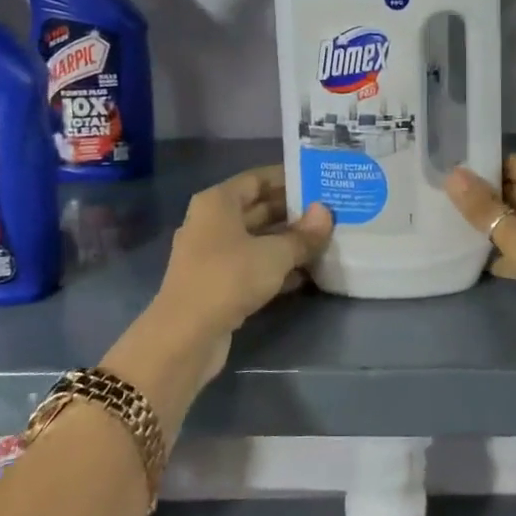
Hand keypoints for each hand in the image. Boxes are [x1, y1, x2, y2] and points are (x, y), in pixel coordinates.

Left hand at [158, 165, 333, 344]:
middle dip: (293, 212)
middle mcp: (211, 222)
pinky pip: (252, 265)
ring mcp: (212, 255)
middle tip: (329, 212)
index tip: (318, 181)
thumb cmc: (228, 278)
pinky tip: (306, 274)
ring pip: (256, 239)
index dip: (288, 179)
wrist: (185, 337)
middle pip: (257, 209)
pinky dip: (276, 267)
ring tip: (325, 241)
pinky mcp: (217, 284)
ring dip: (287, 242)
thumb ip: (303, 235)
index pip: (257, 178)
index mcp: (218, 202)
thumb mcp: (274, 254)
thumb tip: (326, 212)